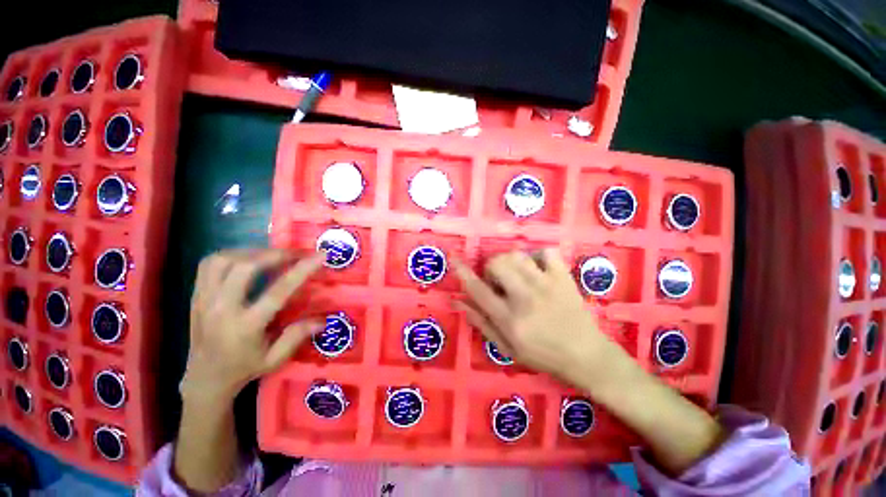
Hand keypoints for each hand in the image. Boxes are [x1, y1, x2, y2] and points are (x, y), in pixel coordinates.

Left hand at [180, 249, 323, 403]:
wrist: (204, 378)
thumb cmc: (244, 368)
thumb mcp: (275, 359)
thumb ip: (297, 335)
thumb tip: (323, 319)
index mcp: (246, 326)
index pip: (278, 290)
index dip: (302, 269)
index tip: (321, 255)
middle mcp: (222, 309)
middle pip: (245, 267)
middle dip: (275, 254)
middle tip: (295, 253)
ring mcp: (205, 300)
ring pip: (223, 260)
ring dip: (252, 252)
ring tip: (271, 255)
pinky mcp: (196, 295)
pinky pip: (209, 264)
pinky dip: (231, 255)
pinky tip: (247, 259)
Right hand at [453, 249, 627, 384]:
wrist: (586, 356)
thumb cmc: (542, 355)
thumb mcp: (506, 348)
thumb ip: (481, 323)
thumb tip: (458, 302)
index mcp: (509, 319)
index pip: (478, 290)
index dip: (463, 272)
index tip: (454, 259)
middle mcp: (524, 298)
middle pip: (497, 263)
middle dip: (491, 268)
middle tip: (499, 282)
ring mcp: (546, 285)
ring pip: (518, 255)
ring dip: (510, 261)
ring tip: (516, 275)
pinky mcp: (563, 278)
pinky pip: (546, 253)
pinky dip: (538, 257)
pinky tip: (538, 270)